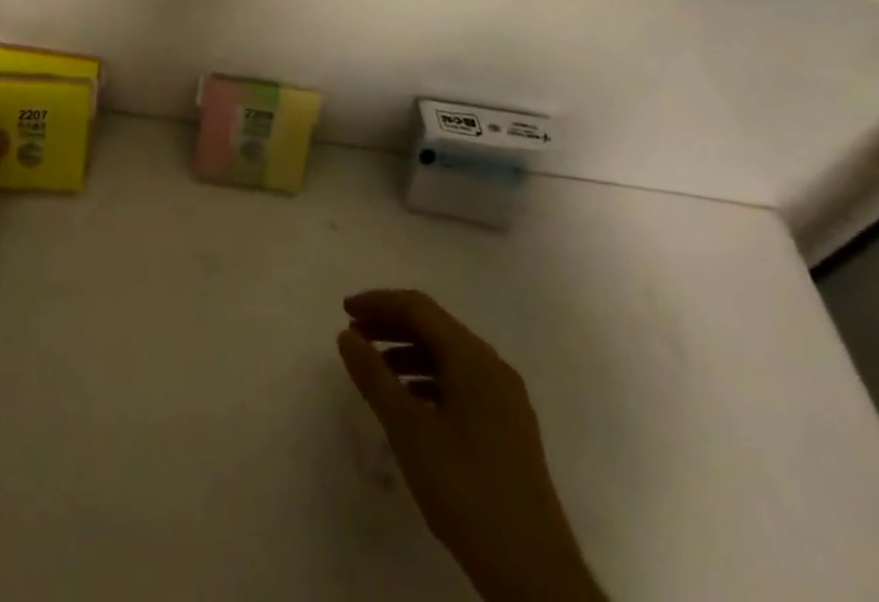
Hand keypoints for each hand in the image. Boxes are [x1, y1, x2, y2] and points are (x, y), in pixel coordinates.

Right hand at [337, 290, 604, 601]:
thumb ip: (374, 376)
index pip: (418, 308)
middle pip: (434, 328)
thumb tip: (347, 335)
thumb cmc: (466, 490)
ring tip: (374, 371)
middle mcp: (493, 367)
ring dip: (408, 354)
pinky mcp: (508, 429)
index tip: (345, 311)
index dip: (378, 303)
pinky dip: (429, 380)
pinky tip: (409, 404)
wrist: (534, 574)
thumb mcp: (409, 430)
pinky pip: (461, 383)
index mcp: (473, 358)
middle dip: (391, 326)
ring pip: (448, 357)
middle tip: (354, 336)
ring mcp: (505, 399)